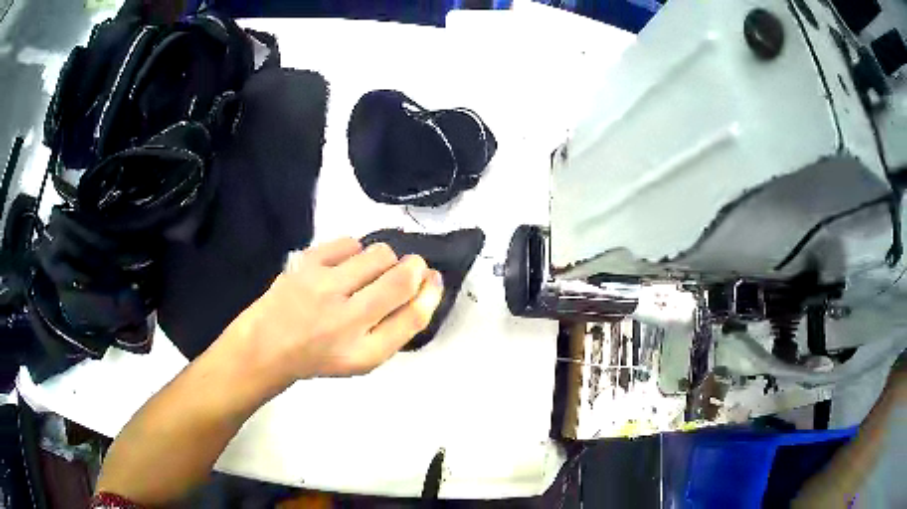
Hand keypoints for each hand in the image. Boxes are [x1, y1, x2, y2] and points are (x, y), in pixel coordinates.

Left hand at [233, 237, 443, 382]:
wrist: (268, 345)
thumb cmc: (320, 355)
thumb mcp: (363, 358)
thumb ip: (396, 327)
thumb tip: (425, 283)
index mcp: (364, 352)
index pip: (414, 316)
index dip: (431, 293)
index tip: (432, 278)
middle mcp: (346, 320)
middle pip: (402, 279)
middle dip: (414, 267)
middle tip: (407, 268)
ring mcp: (324, 288)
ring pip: (379, 254)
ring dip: (384, 260)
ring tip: (367, 273)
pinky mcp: (306, 264)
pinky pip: (350, 242)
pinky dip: (355, 251)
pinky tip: (343, 266)